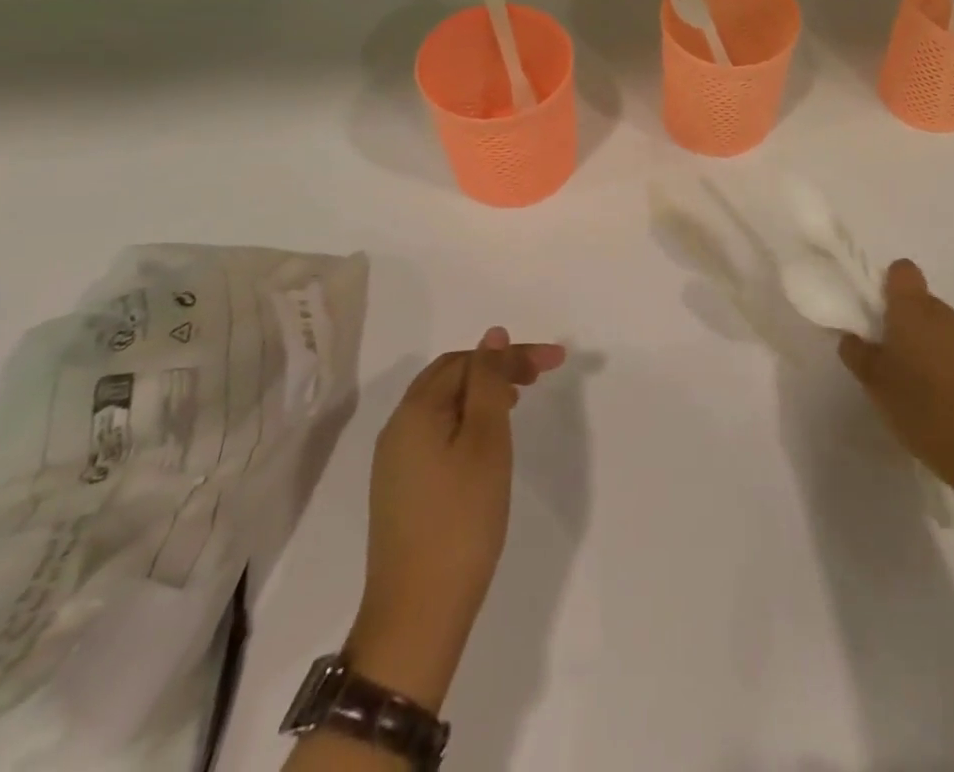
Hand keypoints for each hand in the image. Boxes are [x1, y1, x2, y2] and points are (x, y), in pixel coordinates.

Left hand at [346, 328, 565, 709]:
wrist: (417, 616)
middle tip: (539, 376)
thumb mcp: (486, 443)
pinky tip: (488, 440)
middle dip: (496, 367)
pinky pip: (437, 431)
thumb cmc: (461, 520)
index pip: (469, 361)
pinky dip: (467, 420)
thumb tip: (492, 337)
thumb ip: (490, 383)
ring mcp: (395, 461)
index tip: (557, 361)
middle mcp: (398, 428)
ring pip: (444, 404)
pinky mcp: (401, 488)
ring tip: (519, 400)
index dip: (513, 355)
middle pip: (451, 376)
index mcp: (415, 411)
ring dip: (482, 392)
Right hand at [839, 260, 953, 494]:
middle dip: (904, 322)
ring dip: (926, 344)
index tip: (877, 313)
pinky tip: (940, 399)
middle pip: (920, 301)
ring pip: (940, 327)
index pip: (902, 271)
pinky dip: (947, 364)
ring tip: (915, 384)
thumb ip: (859, 355)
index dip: (888, 285)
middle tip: (889, 357)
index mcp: (913, 309)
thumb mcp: (876, 384)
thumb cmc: (922, 406)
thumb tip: (851, 338)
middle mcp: (943, 313)